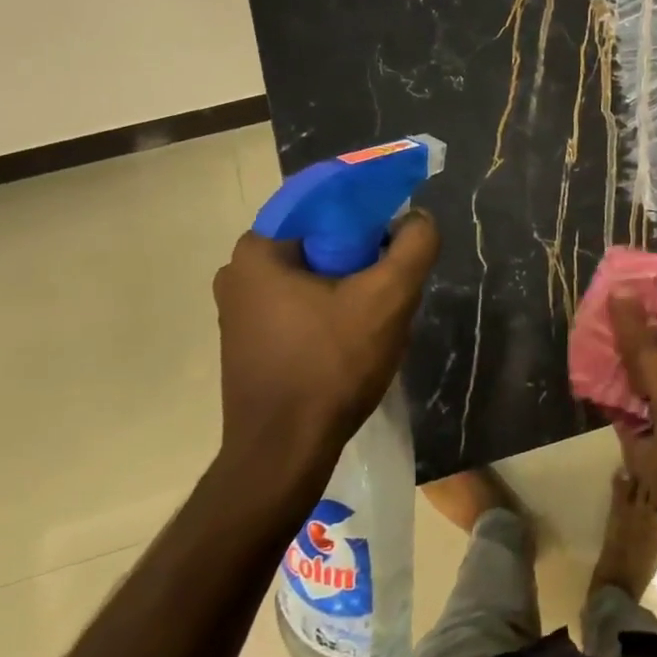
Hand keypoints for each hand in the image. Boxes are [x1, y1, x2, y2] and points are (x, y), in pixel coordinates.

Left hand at [212, 213, 438, 497]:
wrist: (284, 453)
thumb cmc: (331, 366)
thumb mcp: (388, 298)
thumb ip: (414, 247)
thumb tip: (418, 219)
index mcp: (259, 250)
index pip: (324, 203)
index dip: (370, 211)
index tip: (400, 235)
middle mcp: (238, 273)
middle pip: (321, 242)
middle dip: (364, 257)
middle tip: (396, 282)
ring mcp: (239, 312)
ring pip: (314, 277)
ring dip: (351, 287)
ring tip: (381, 316)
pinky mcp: (249, 343)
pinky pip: (300, 306)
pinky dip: (331, 311)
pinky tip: (356, 340)